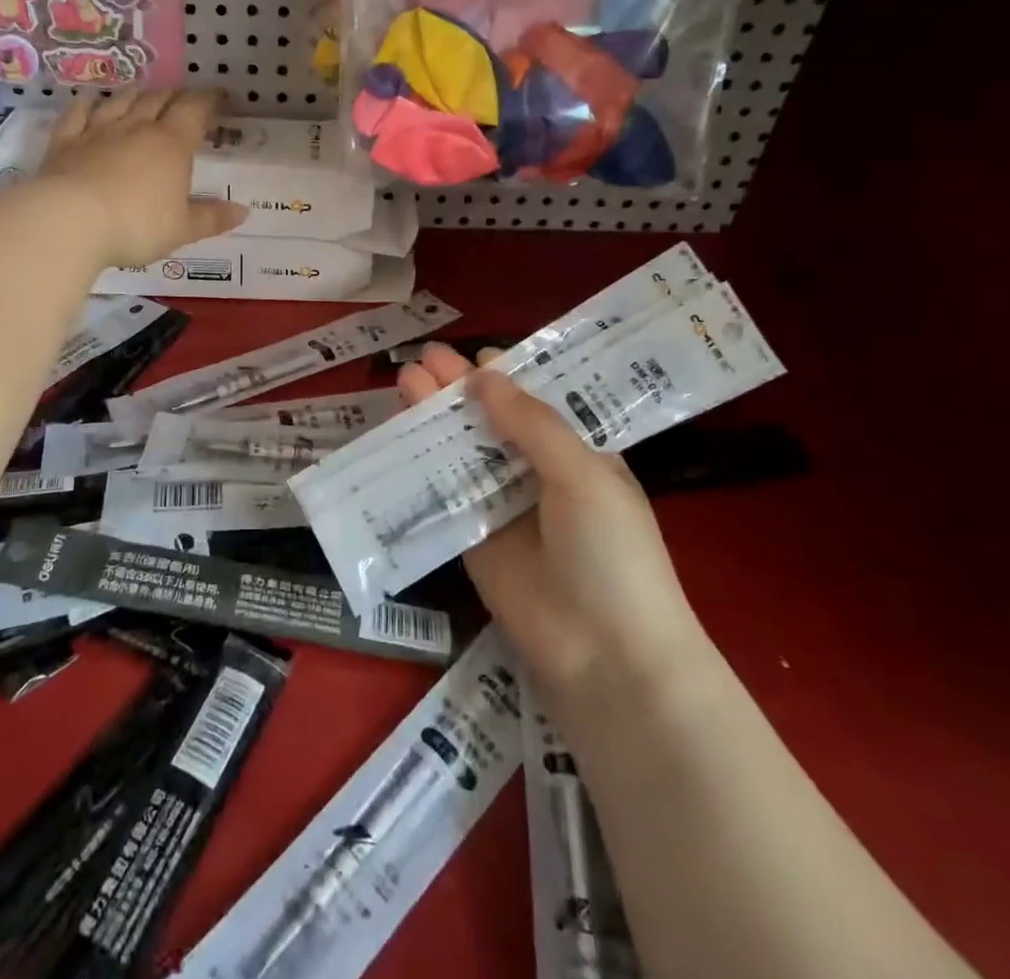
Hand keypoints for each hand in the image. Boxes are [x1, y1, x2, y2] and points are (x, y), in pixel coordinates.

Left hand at [40, 90, 248, 267]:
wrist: (69, 221)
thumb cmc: (136, 226)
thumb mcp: (182, 229)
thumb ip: (212, 218)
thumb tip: (243, 211)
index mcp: (172, 144)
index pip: (194, 110)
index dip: (208, 101)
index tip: (219, 99)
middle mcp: (137, 128)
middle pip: (158, 99)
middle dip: (174, 96)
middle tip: (183, 99)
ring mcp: (97, 131)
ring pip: (121, 101)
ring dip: (136, 93)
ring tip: (144, 93)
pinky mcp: (65, 141)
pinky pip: (78, 113)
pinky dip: (87, 103)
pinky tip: (91, 99)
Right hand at [398, 345, 705, 712]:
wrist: (606, 657)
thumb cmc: (612, 553)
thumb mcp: (583, 475)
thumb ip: (532, 424)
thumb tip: (484, 375)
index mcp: (577, 454)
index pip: (536, 403)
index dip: (505, 376)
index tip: (472, 352)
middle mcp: (538, 474)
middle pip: (492, 422)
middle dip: (459, 390)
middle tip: (424, 358)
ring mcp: (502, 506)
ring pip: (463, 451)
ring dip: (435, 418)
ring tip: (405, 381)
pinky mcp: (472, 537)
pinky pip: (444, 492)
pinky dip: (422, 464)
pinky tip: (398, 434)